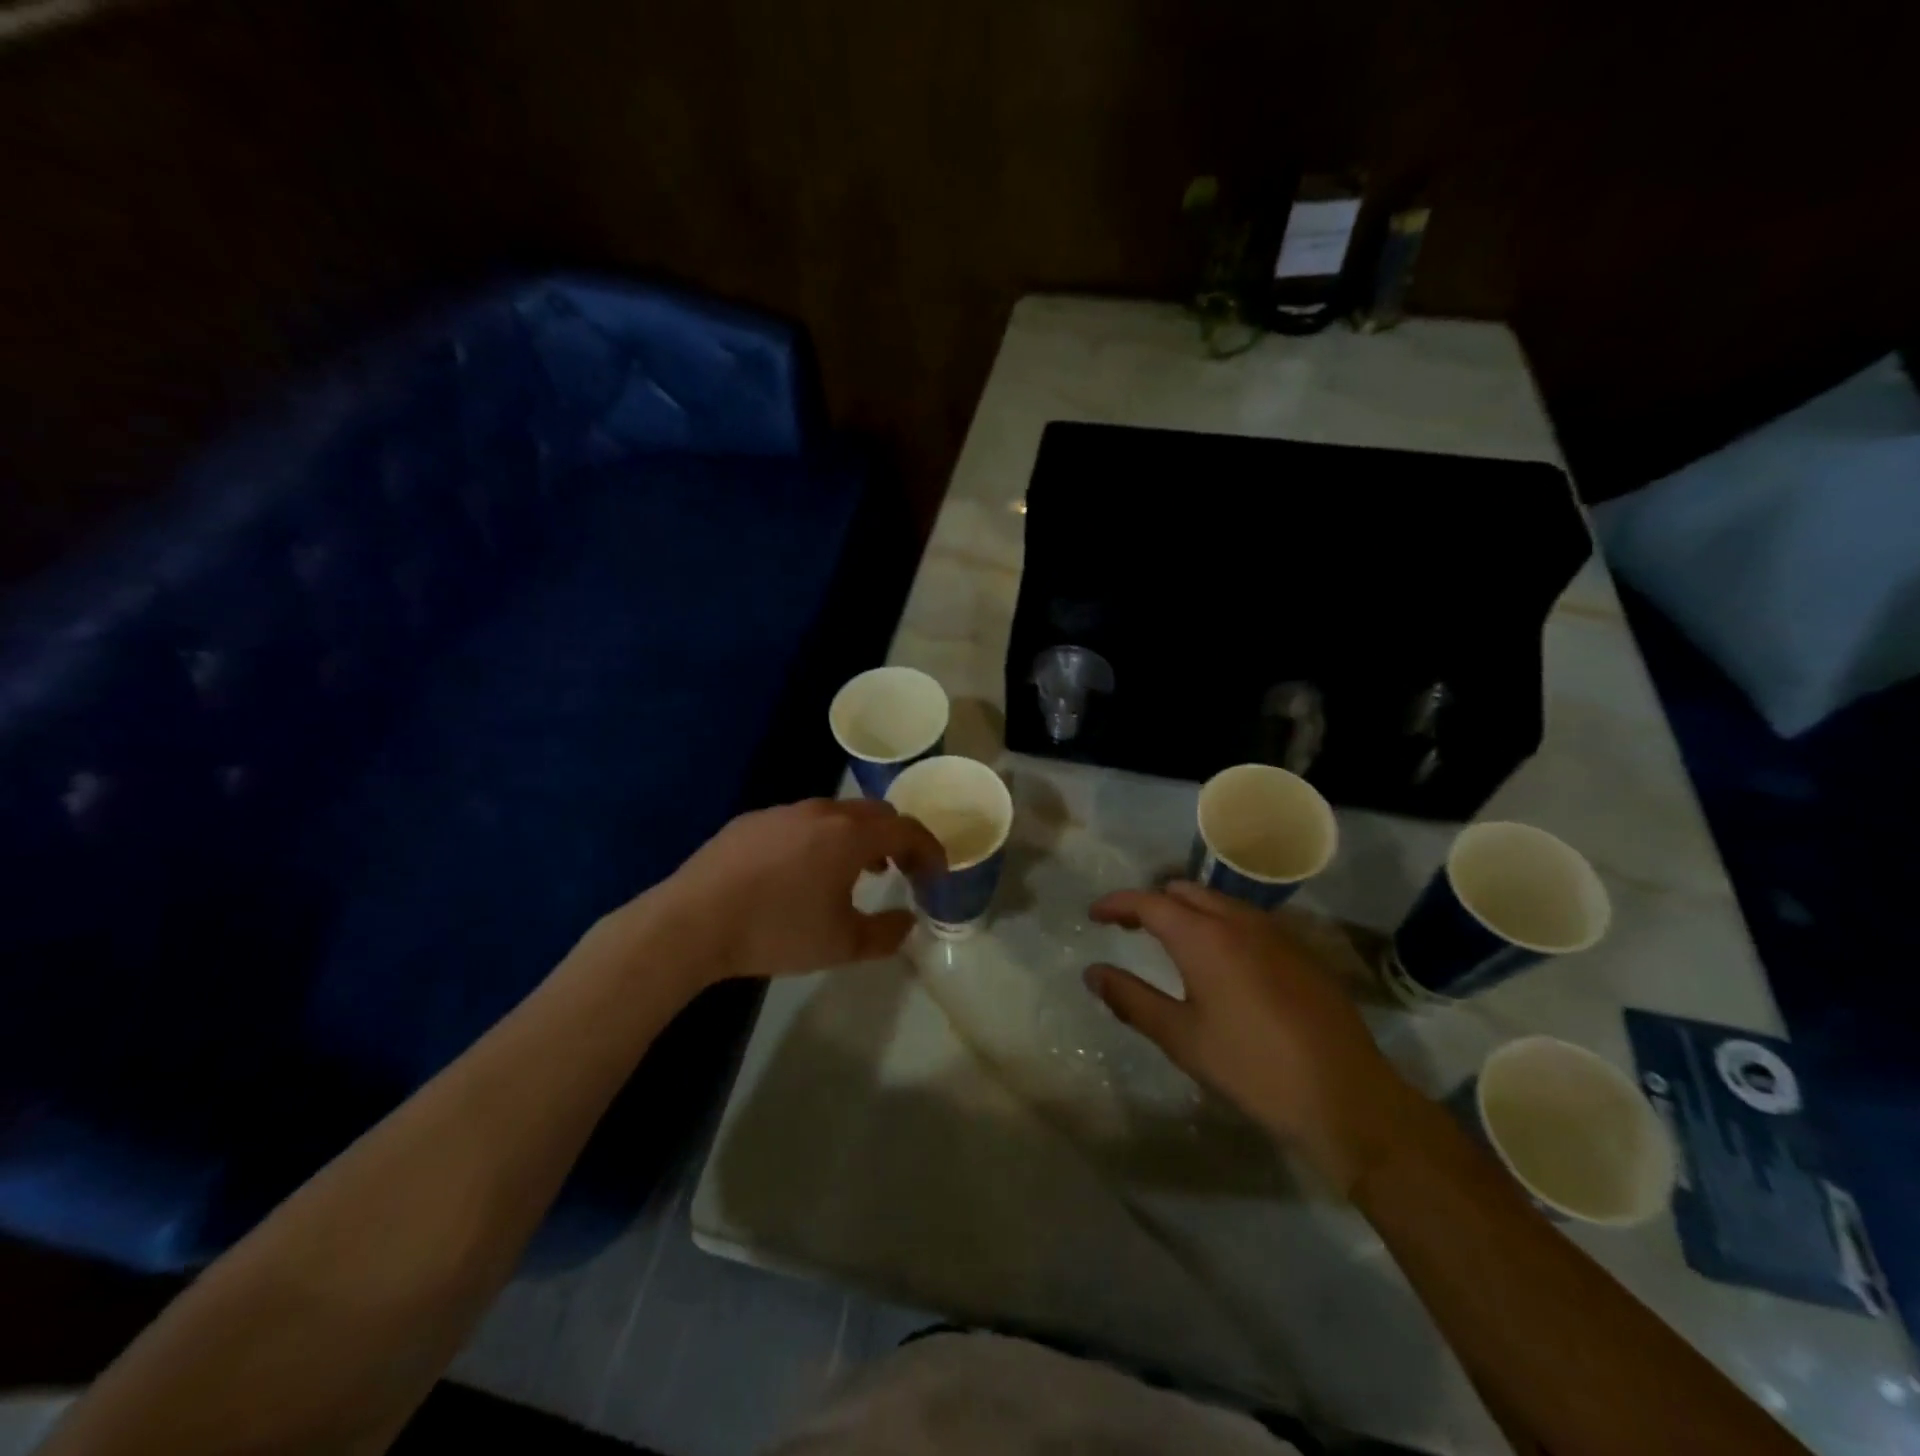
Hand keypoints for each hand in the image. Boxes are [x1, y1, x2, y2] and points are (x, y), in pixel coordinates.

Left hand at [636, 798, 945, 989]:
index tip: (936, 873)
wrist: (692, 922)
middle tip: (900, 869)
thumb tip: (908, 921)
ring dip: (856, 837)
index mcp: (850, 835)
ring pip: (835, 814)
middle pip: (874, 813)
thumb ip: (885, 934)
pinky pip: (800, 822)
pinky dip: (819, 839)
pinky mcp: (751, 822)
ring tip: (855, 870)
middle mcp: (821, 811)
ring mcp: (782, 812)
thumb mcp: (841, 944)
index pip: (907, 830)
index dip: (929, 849)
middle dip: (896, 838)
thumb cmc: (776, 930)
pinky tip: (801, 872)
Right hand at [1086, 882, 1419, 1194]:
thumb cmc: (1252, 1067)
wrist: (1347, 1097)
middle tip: (1129, 928)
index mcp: (1204, 936)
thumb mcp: (1182, 1038)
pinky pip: (1248, 920)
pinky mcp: (1301, 952)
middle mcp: (1239, 921)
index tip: (1094, 915)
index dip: (1116, 904)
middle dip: (1151, 903)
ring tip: (1171, 942)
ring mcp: (1276, 933)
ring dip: (1188, 911)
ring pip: (1219, 902)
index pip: (1148, 902)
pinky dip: (1220, 925)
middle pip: (1184, 891)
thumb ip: (1131, 999)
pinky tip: (1222, 962)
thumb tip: (1093, 973)